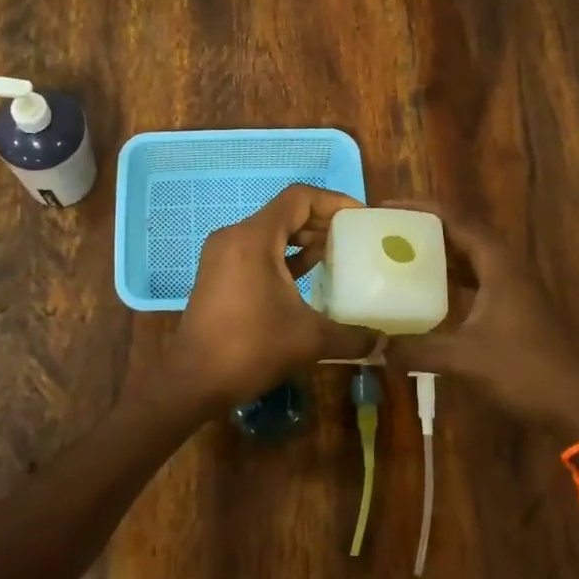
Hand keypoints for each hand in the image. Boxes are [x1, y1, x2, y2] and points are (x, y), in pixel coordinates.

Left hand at [162, 185, 380, 417]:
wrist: (193, 380)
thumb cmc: (250, 348)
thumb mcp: (309, 339)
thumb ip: (351, 336)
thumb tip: (384, 344)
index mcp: (254, 238)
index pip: (298, 198)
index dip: (333, 202)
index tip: (360, 217)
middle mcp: (235, 236)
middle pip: (284, 213)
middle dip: (321, 221)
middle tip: (353, 237)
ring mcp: (222, 254)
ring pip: (270, 232)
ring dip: (302, 239)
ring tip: (336, 254)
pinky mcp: (218, 273)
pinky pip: (256, 250)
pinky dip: (283, 255)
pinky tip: (308, 275)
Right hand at [383, 202, 578, 435]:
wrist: (575, 407)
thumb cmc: (523, 371)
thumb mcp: (464, 359)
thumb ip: (417, 349)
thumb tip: (374, 347)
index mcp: (499, 264)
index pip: (456, 220)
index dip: (421, 209)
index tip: (386, 207)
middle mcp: (507, 268)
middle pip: (463, 233)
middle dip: (426, 227)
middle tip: (389, 229)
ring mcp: (514, 288)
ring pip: (471, 257)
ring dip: (439, 252)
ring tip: (402, 253)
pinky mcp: (514, 308)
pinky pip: (476, 279)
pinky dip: (451, 278)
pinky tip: (429, 292)